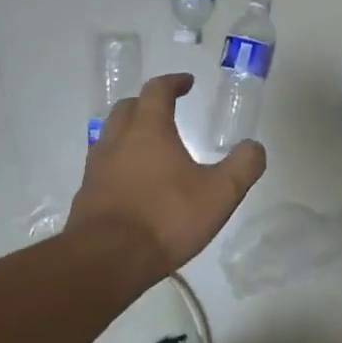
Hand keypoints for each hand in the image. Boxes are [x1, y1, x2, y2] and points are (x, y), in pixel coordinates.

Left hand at [67, 73, 265, 283]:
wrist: (108, 259)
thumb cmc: (166, 218)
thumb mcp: (220, 194)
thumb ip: (242, 166)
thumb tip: (255, 147)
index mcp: (148, 130)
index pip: (157, 91)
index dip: (173, 83)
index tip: (187, 83)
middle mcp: (117, 140)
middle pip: (128, 108)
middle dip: (148, 104)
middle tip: (167, 111)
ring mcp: (96, 167)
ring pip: (111, 136)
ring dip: (130, 133)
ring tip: (151, 148)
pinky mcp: (87, 194)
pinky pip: (104, 167)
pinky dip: (120, 164)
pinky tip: (134, 184)